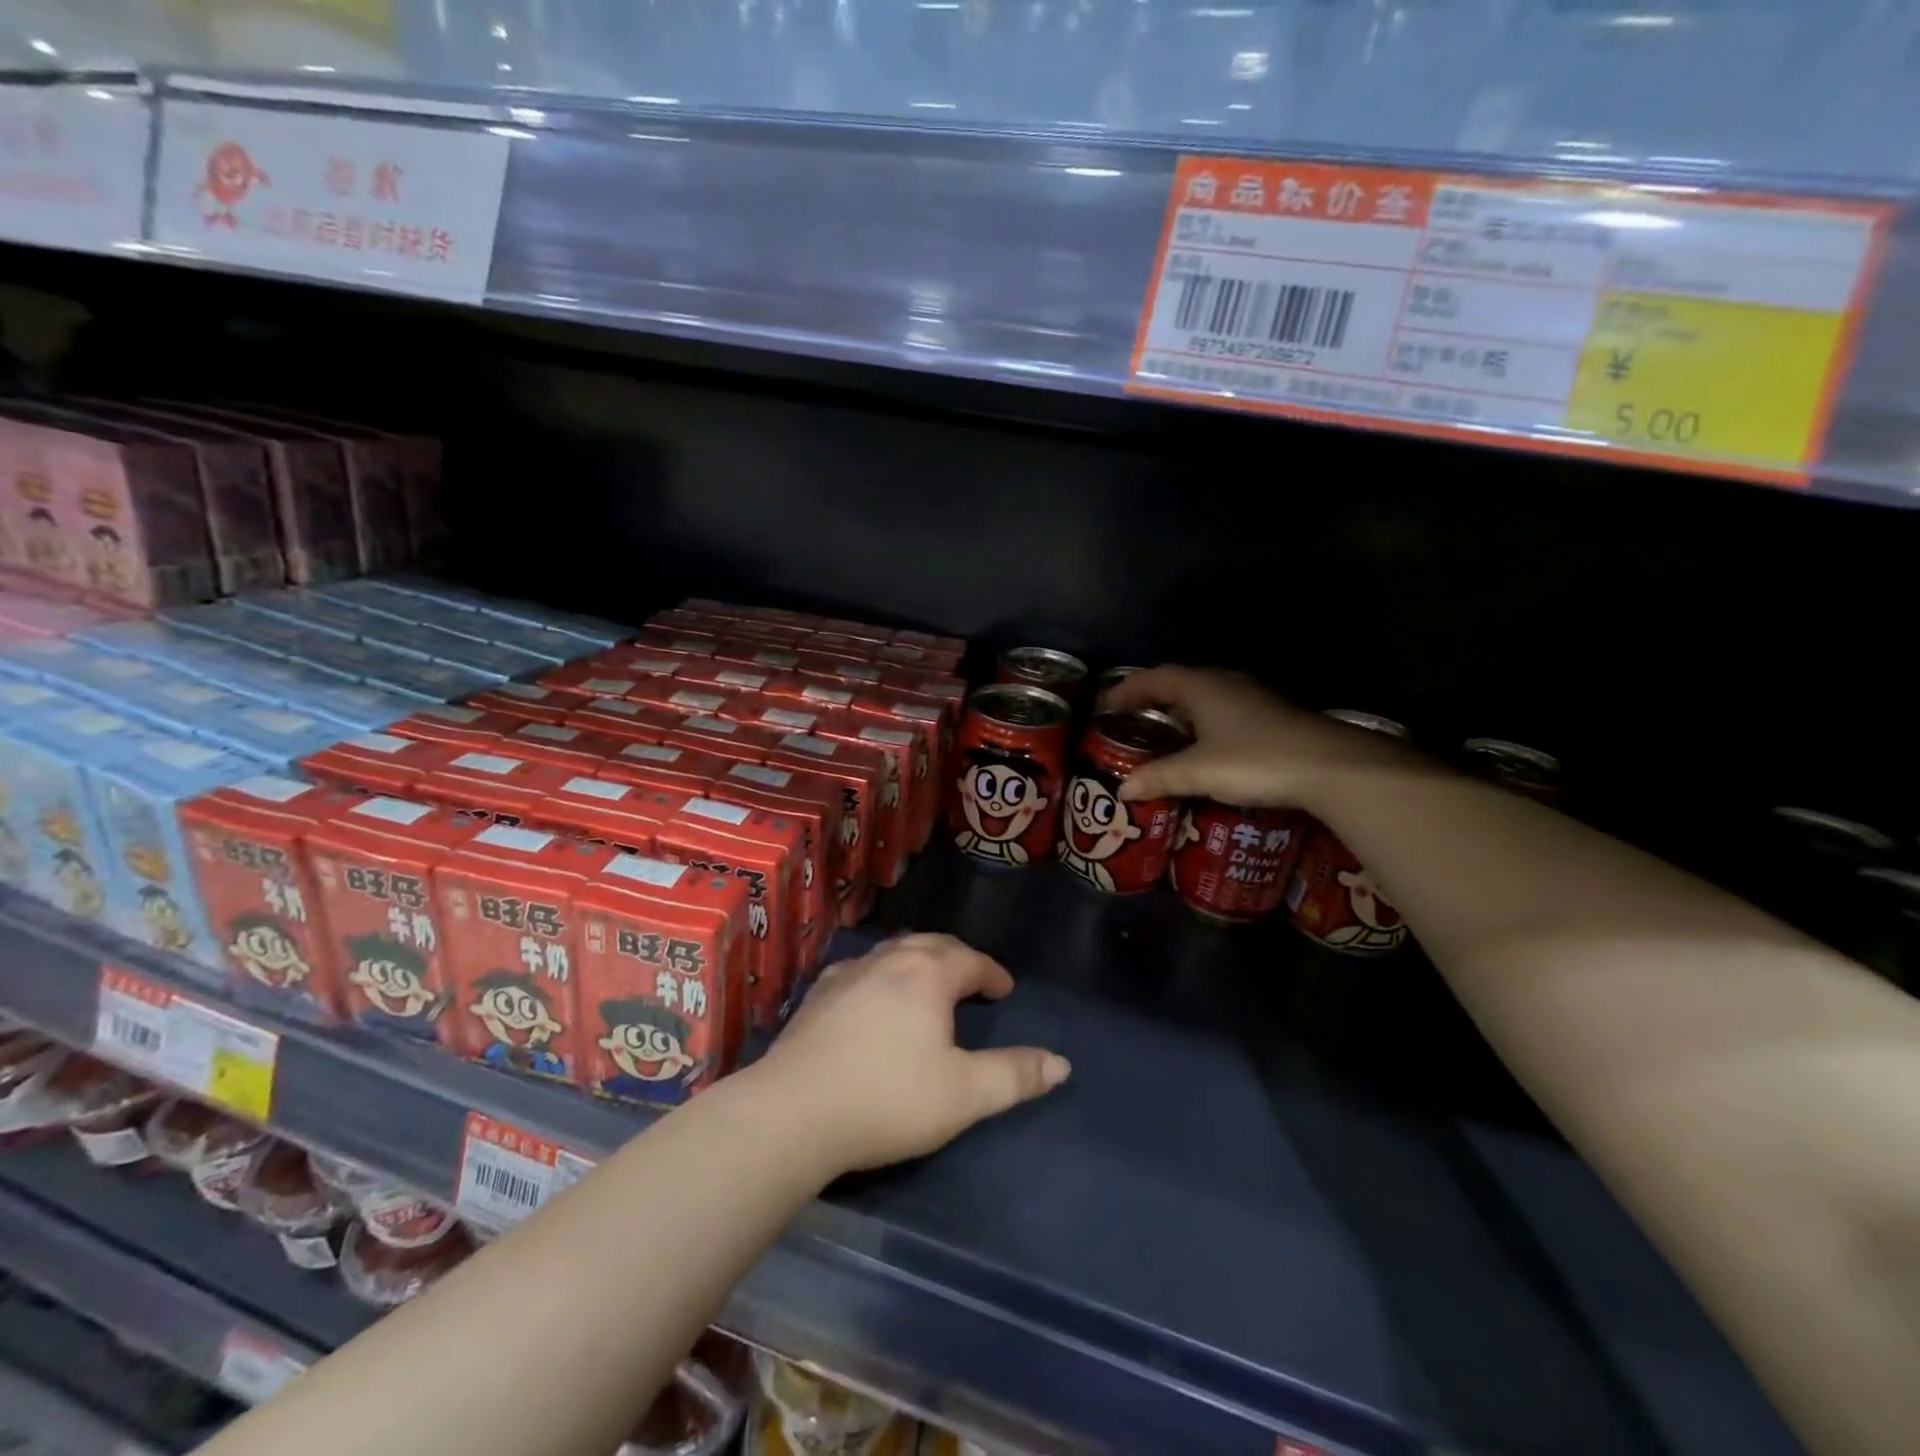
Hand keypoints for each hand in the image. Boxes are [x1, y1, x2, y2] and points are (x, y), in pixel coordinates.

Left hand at [754, 933, 1069, 1173]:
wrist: (792, 1112)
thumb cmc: (887, 1098)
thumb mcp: (964, 1095)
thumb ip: (1014, 1076)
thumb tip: (1061, 1063)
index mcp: (926, 975)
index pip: (970, 960)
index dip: (992, 973)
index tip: (1005, 989)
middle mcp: (887, 961)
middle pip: (930, 945)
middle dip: (956, 958)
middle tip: (971, 979)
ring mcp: (847, 974)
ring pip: (892, 953)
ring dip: (917, 962)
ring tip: (927, 983)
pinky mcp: (817, 996)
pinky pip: (861, 970)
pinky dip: (881, 975)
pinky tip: (873, 996)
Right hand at [1103, 666, 1417, 809]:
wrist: (1331, 767)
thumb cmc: (1255, 760)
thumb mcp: (1199, 771)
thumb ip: (1159, 777)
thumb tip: (1123, 788)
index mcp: (1203, 686)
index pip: (1155, 678)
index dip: (1127, 690)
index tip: (1105, 706)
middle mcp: (1225, 684)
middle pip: (1179, 684)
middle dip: (1151, 700)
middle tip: (1128, 721)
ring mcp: (1252, 699)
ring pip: (1203, 699)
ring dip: (1179, 713)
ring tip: (1160, 736)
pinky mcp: (1270, 718)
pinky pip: (1222, 713)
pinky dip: (1201, 726)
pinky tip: (1202, 750)